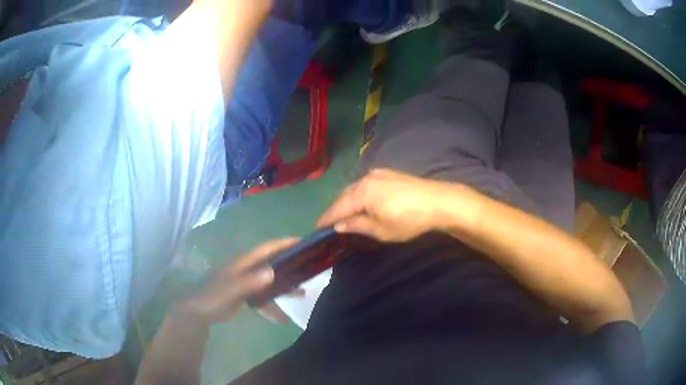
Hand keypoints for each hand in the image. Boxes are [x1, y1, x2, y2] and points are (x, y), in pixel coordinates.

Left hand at [173, 238, 298, 324]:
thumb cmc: (213, 295)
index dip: (284, 243)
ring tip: (303, 292)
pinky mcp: (246, 296)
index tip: (304, 242)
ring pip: (270, 282)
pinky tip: (283, 319)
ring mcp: (247, 283)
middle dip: (290, 263)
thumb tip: (273, 272)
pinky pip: (264, 299)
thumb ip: (251, 281)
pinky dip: (273, 307)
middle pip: (273, 263)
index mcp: (245, 262)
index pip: (268, 248)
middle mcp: (248, 269)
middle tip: (310, 266)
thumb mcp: (231, 289)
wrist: (199, 311)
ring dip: (285, 287)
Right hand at [317, 169, 476, 241]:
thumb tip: (338, 224)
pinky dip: (359, 195)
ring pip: (355, 188)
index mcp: (361, 192)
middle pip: (345, 195)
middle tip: (328, 223)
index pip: (337, 207)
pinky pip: (366, 185)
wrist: (439, 201)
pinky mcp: (389, 174)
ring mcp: (379, 174)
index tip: (316, 227)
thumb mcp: (381, 229)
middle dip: (336, 209)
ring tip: (343, 214)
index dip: (326, 218)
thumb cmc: (408, 219)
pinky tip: (362, 202)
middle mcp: (366, 179)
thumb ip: (357, 225)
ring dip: (348, 201)